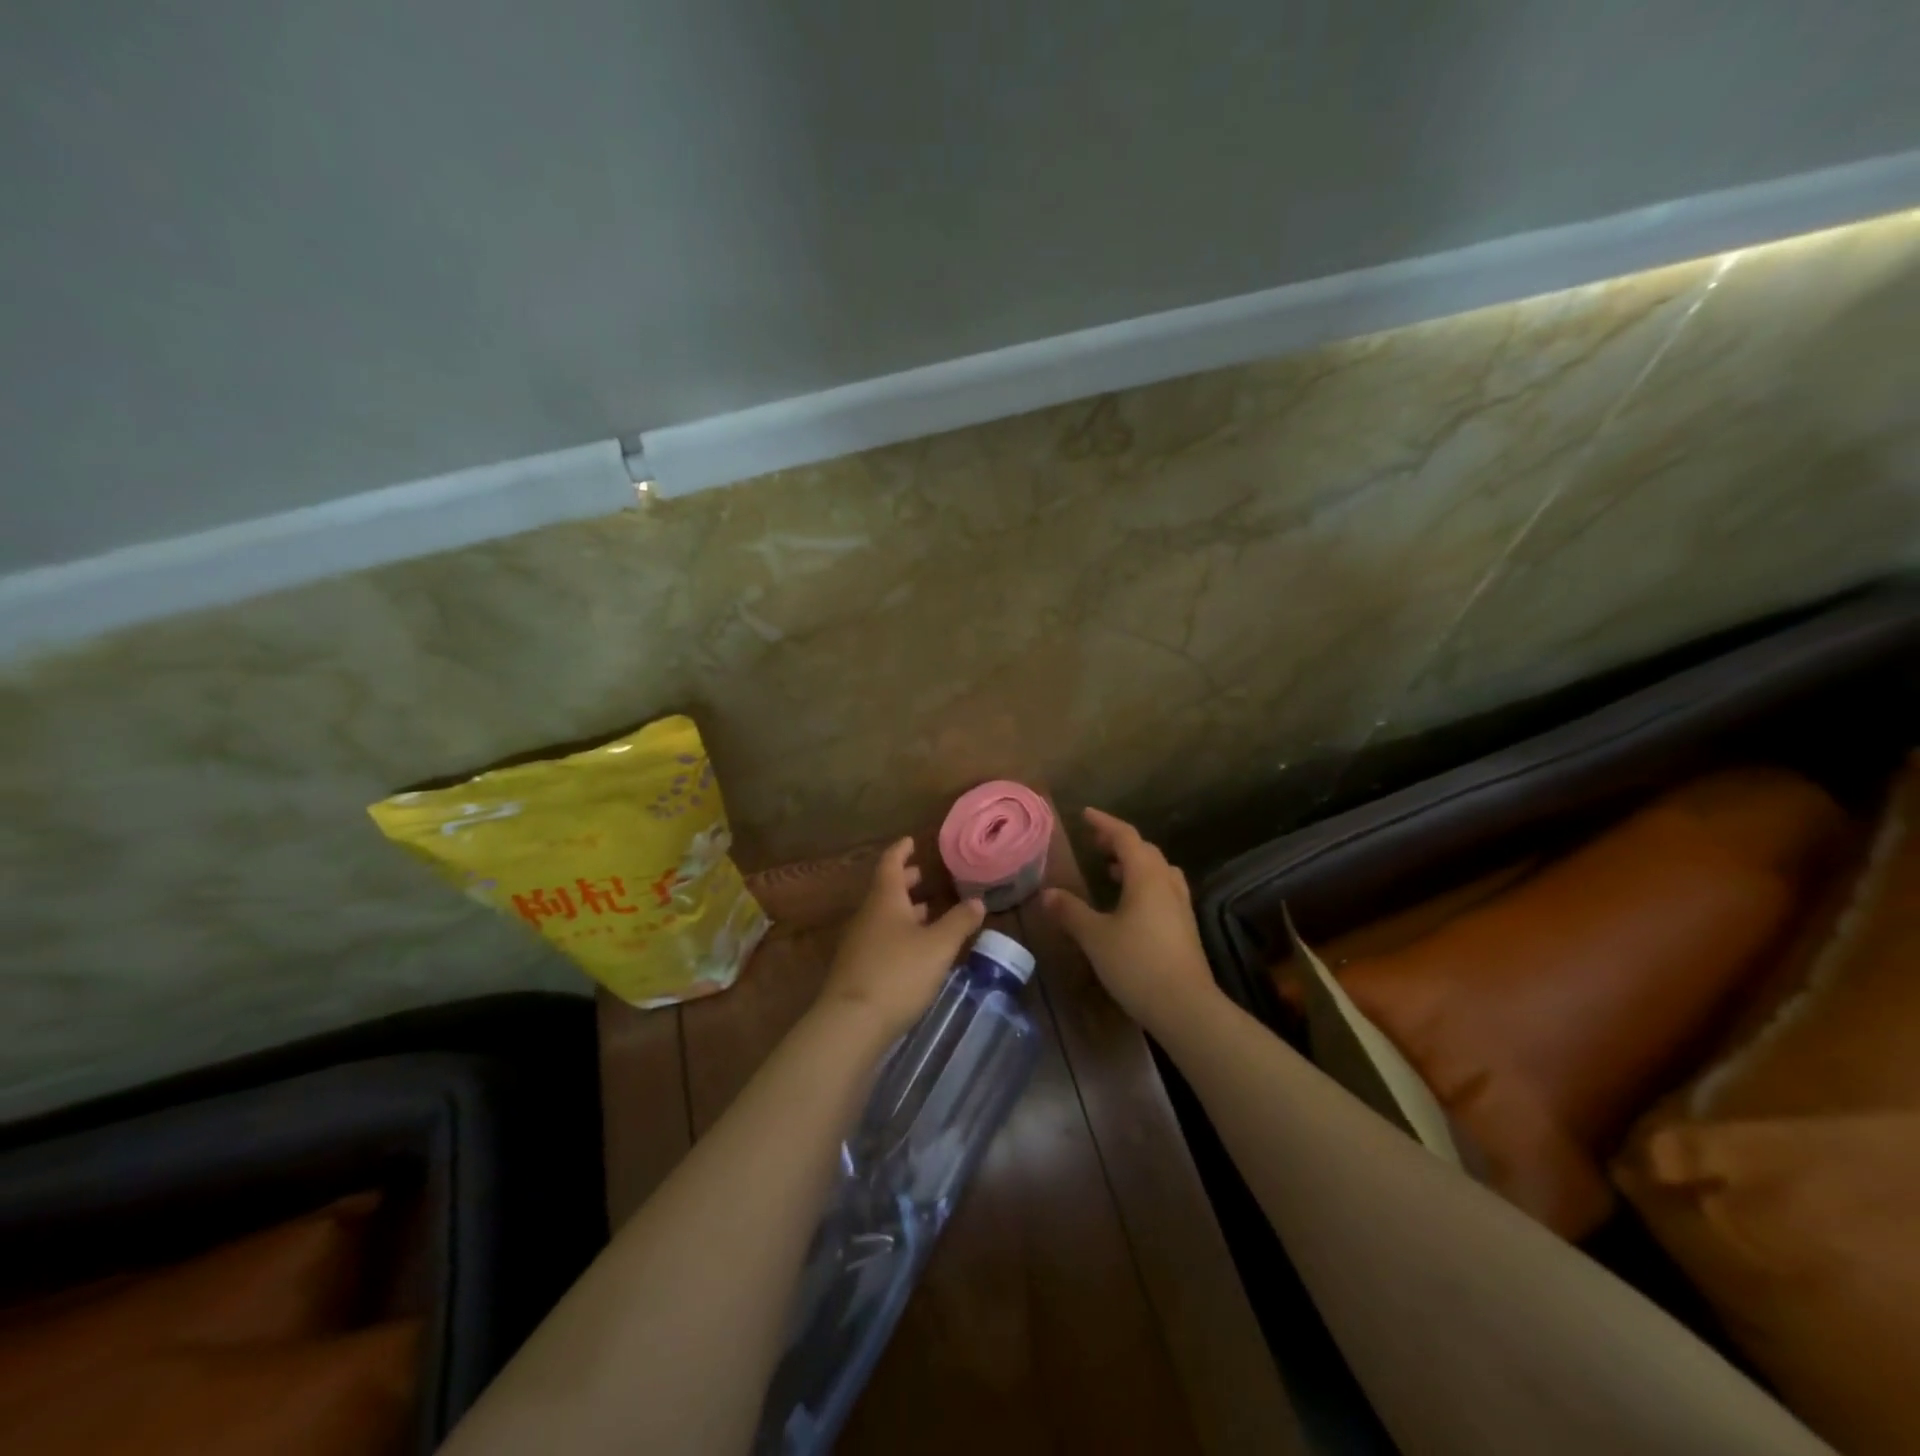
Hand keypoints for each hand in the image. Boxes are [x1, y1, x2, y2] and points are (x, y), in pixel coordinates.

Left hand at [820, 838, 985, 1043]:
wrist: (851, 1023)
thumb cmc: (898, 973)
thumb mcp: (938, 946)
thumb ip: (959, 922)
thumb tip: (977, 901)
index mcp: (885, 900)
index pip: (890, 864)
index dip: (901, 851)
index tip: (911, 841)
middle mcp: (868, 915)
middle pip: (886, 890)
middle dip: (905, 881)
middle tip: (923, 875)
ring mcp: (858, 943)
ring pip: (883, 916)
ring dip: (904, 910)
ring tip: (926, 912)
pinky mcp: (857, 969)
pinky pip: (880, 939)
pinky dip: (898, 934)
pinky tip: (914, 950)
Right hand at [1044, 808, 1217, 1028]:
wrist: (1186, 1007)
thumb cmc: (1137, 964)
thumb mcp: (1095, 937)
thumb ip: (1070, 912)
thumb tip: (1046, 893)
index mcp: (1146, 876)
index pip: (1124, 836)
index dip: (1104, 823)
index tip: (1085, 815)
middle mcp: (1166, 883)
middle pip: (1145, 850)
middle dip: (1119, 842)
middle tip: (1095, 843)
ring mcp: (1180, 906)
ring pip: (1158, 871)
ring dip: (1135, 864)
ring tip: (1112, 871)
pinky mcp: (1185, 928)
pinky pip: (1164, 891)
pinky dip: (1144, 885)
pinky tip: (1131, 905)